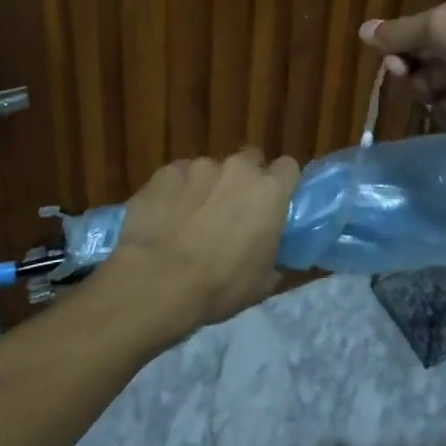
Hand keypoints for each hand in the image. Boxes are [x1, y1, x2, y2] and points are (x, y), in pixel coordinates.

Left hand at [102, 150, 299, 334]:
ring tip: (191, 220)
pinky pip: (178, 176)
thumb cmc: (220, 285)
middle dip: (244, 180)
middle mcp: (237, 168)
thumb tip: (274, 256)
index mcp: (269, 191)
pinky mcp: (166, 171)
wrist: (157, 280)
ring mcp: (199, 165)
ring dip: (208, 188)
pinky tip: (166, 218)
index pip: (288, 167)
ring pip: (211, 169)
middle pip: (249, 161)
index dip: (281, 183)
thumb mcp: (262, 282)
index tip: (273, 203)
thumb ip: (275, 256)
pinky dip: (177, 192)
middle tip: (233, 212)